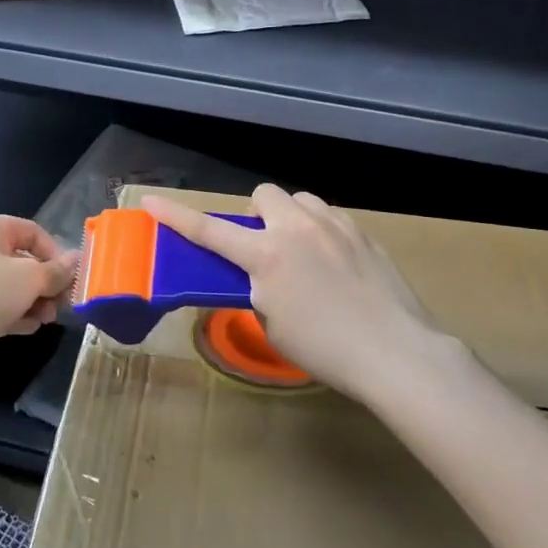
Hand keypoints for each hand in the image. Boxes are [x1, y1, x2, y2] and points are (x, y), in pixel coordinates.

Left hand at [0, 215, 76, 372]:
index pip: (34, 232)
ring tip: (46, 320)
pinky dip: (15, 315)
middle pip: (24, 260)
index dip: (56, 253)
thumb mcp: (29, 279)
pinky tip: (28, 328)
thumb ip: (57, 271)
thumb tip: (78, 260)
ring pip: (12, 286)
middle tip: (62, 304)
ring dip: (34, 301)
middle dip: (46, 283)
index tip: (70, 279)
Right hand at [141, 184, 450, 406]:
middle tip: (263, 248)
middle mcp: (297, 228)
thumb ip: (258, 290)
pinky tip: (334, 263)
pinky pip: (329, 217)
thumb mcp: (274, 324)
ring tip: (301, 252)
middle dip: (256, 215)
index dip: (176, 216)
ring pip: (300, 200)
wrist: (396, 351)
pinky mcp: (363, 232)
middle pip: (263, 195)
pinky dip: (320, 231)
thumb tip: (259, 277)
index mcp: (267, 256)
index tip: (151, 201)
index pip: (209, 230)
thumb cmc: (327, 349)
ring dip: (290, 218)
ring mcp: (334, 225)